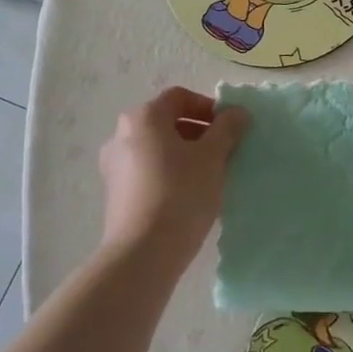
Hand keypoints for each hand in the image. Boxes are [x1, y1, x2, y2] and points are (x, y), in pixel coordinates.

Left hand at [98, 87, 248, 271]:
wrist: (143, 254)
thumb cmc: (181, 193)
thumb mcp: (213, 156)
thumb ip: (227, 128)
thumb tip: (237, 112)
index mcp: (144, 117)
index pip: (180, 97)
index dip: (209, 107)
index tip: (230, 127)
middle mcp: (122, 135)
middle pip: (167, 121)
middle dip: (199, 132)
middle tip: (225, 151)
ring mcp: (115, 165)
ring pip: (158, 148)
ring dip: (186, 153)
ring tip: (210, 175)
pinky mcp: (116, 193)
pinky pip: (149, 170)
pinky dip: (170, 173)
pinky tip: (189, 194)